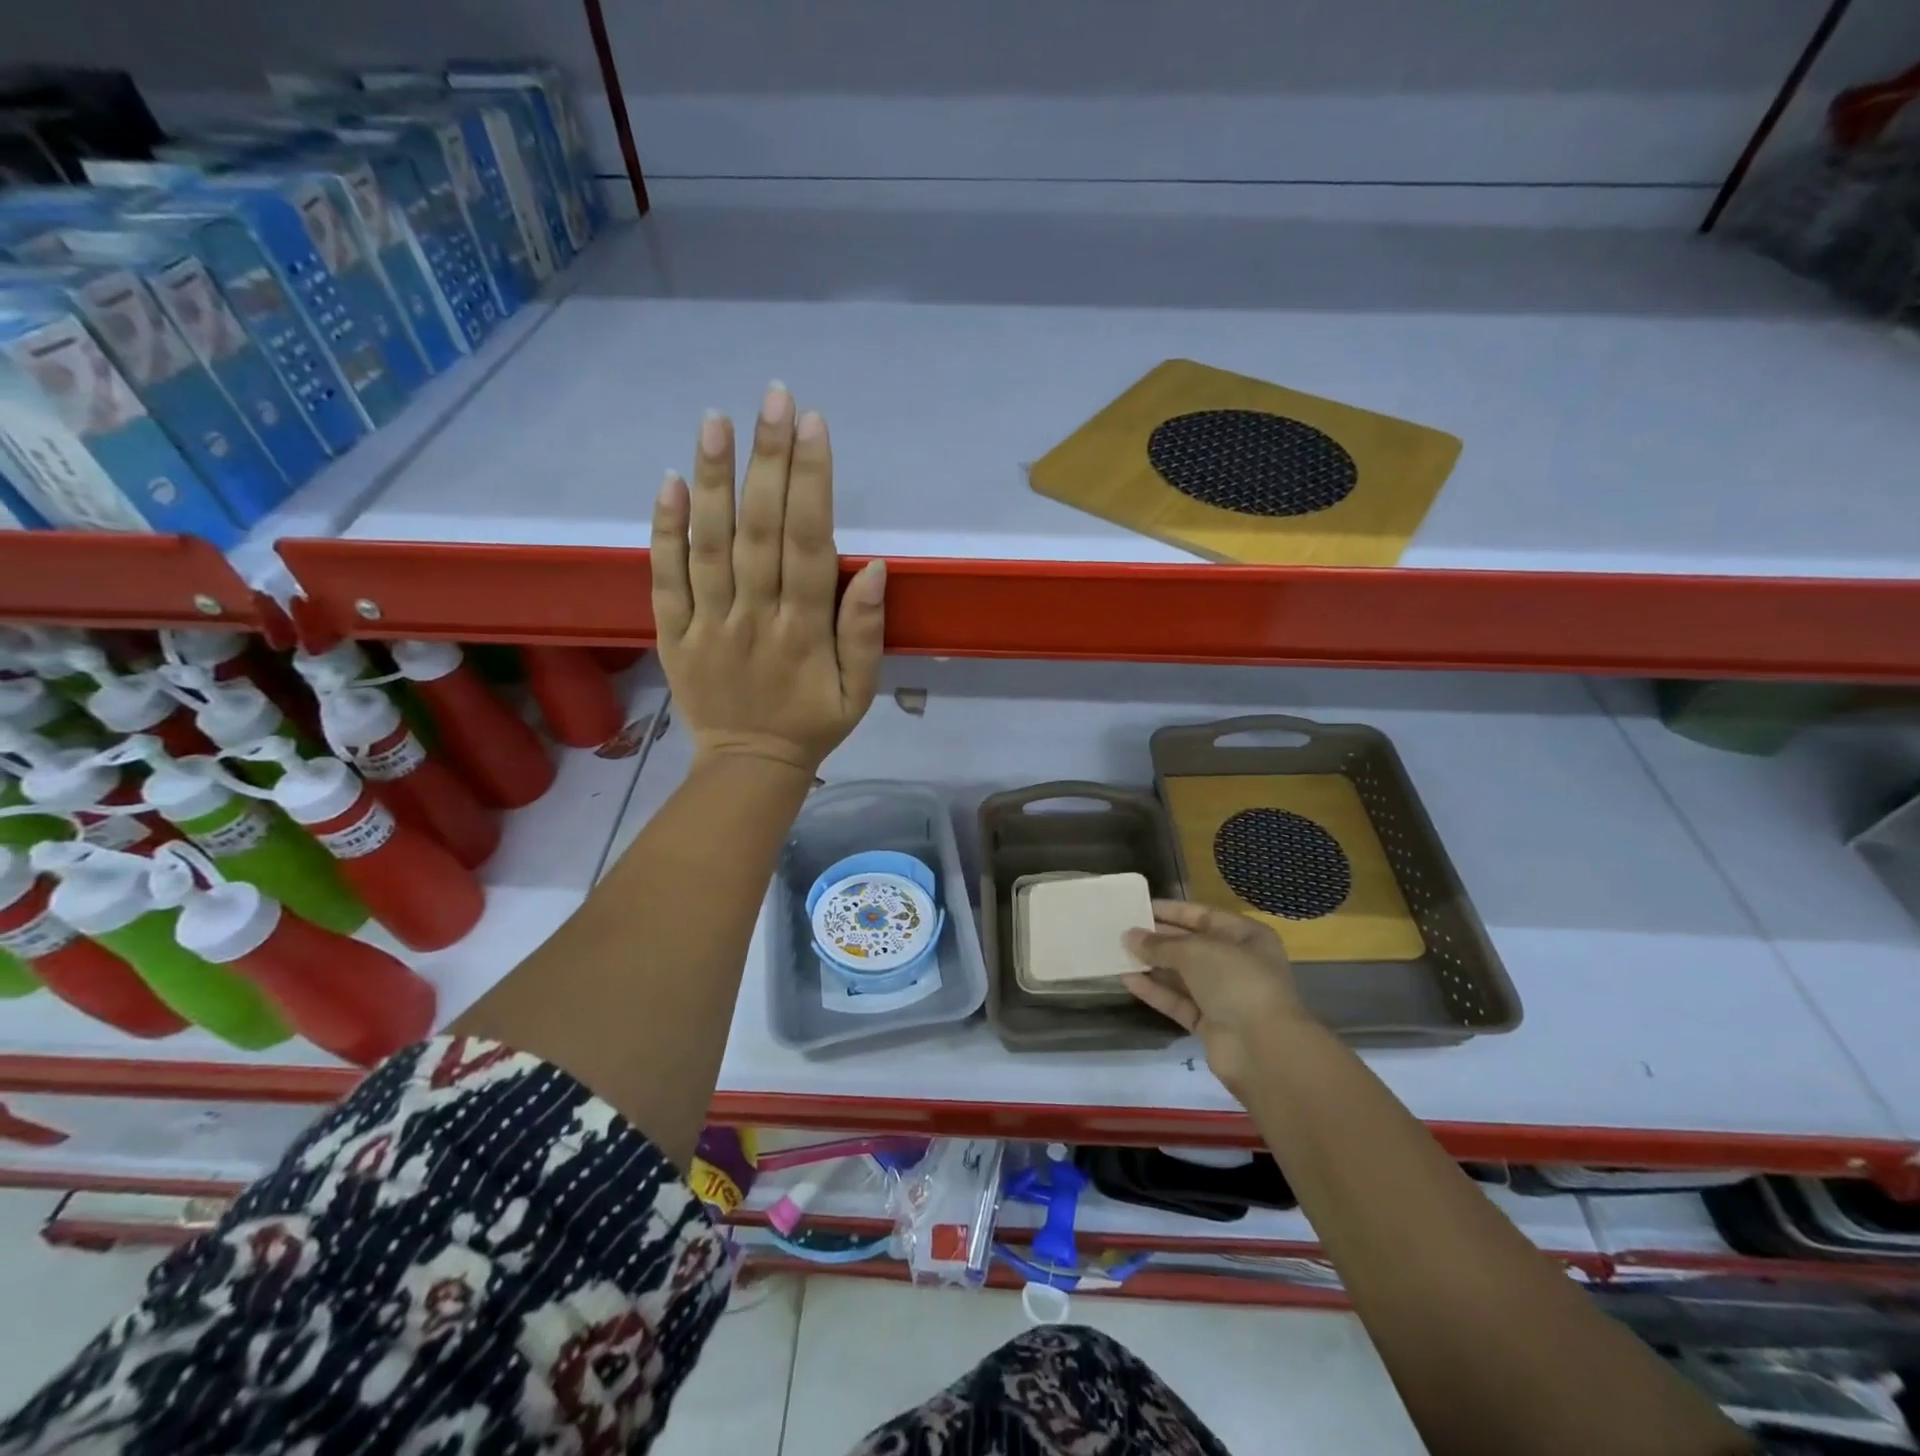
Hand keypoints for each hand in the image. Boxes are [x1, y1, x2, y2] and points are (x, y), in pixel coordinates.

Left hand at [652, 383, 885, 773]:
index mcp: (804, 632)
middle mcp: (754, 618)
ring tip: (718, 420)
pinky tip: (670, 481)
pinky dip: (665, 530)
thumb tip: (876, 569)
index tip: (814, 427)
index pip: (809, 545)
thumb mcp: (859, 692)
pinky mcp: (672, 634)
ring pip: (709, 544)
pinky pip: (665, 578)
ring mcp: (707, 624)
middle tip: (774, 397)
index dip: (812, 483)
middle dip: (769, 461)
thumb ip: (865, 632)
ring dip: (714, 480)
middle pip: (760, 531)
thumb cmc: (812, 725)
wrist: (749, 767)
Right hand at [1123, 901, 1312, 1098]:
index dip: (1172, 911)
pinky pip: (1178, 1001)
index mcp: (1247, 937)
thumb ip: (1160, 944)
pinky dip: (1155, 991)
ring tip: (1118, 952)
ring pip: (1182, 975)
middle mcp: (1238, 963)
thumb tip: (1129, 936)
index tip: (1140, 907)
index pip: (1204, 916)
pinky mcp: (1210, 1024)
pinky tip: (1127, 979)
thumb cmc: (1236, 981)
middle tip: (1123, 930)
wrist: (1263, 1049)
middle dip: (1159, 939)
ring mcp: (1225, 996)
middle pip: (1192, 946)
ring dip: (1153, 965)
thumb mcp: (1196, 951)